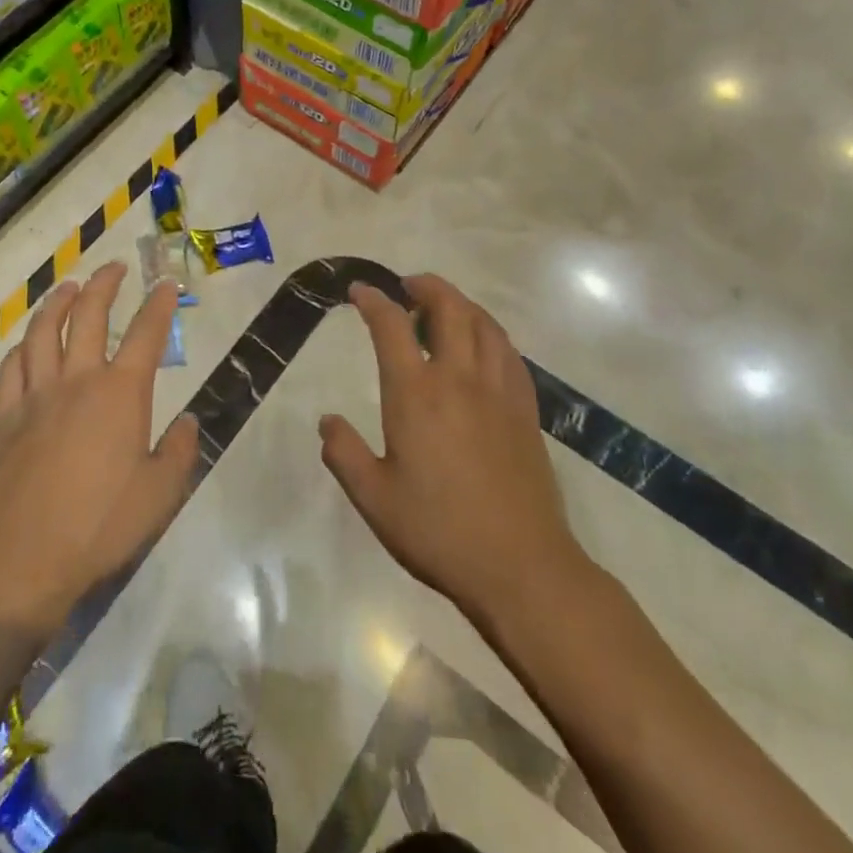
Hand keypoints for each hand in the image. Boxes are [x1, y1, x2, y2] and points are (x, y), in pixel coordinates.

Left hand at [0, 263, 198, 634]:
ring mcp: (35, 395)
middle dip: (104, 285)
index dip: (159, 305)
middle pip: (89, 316)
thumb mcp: (160, 495)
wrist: (20, 559)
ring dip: (57, 303)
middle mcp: (78, 380)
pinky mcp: (3, 417)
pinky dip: (22, 347)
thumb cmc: (99, 526)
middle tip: (113, 268)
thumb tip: (188, 421)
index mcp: (121, 393)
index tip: (166, 286)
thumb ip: (179, 452)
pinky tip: (27, 344)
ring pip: (43, 332)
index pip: (146, 334)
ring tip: (68, 288)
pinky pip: (11, 367)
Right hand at [320, 275, 591, 626]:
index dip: (373, 300)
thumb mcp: (374, 499)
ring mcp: (499, 391)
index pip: (391, 326)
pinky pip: (509, 352)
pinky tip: (483, 345)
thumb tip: (327, 420)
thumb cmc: (438, 531)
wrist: (521, 566)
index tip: (360, 290)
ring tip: (444, 307)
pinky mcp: (526, 409)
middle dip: (426, 287)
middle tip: (408, 287)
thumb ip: (344, 454)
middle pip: (448, 308)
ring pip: (484, 323)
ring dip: (461, 303)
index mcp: (415, 394)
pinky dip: (490, 332)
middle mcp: (459, 378)